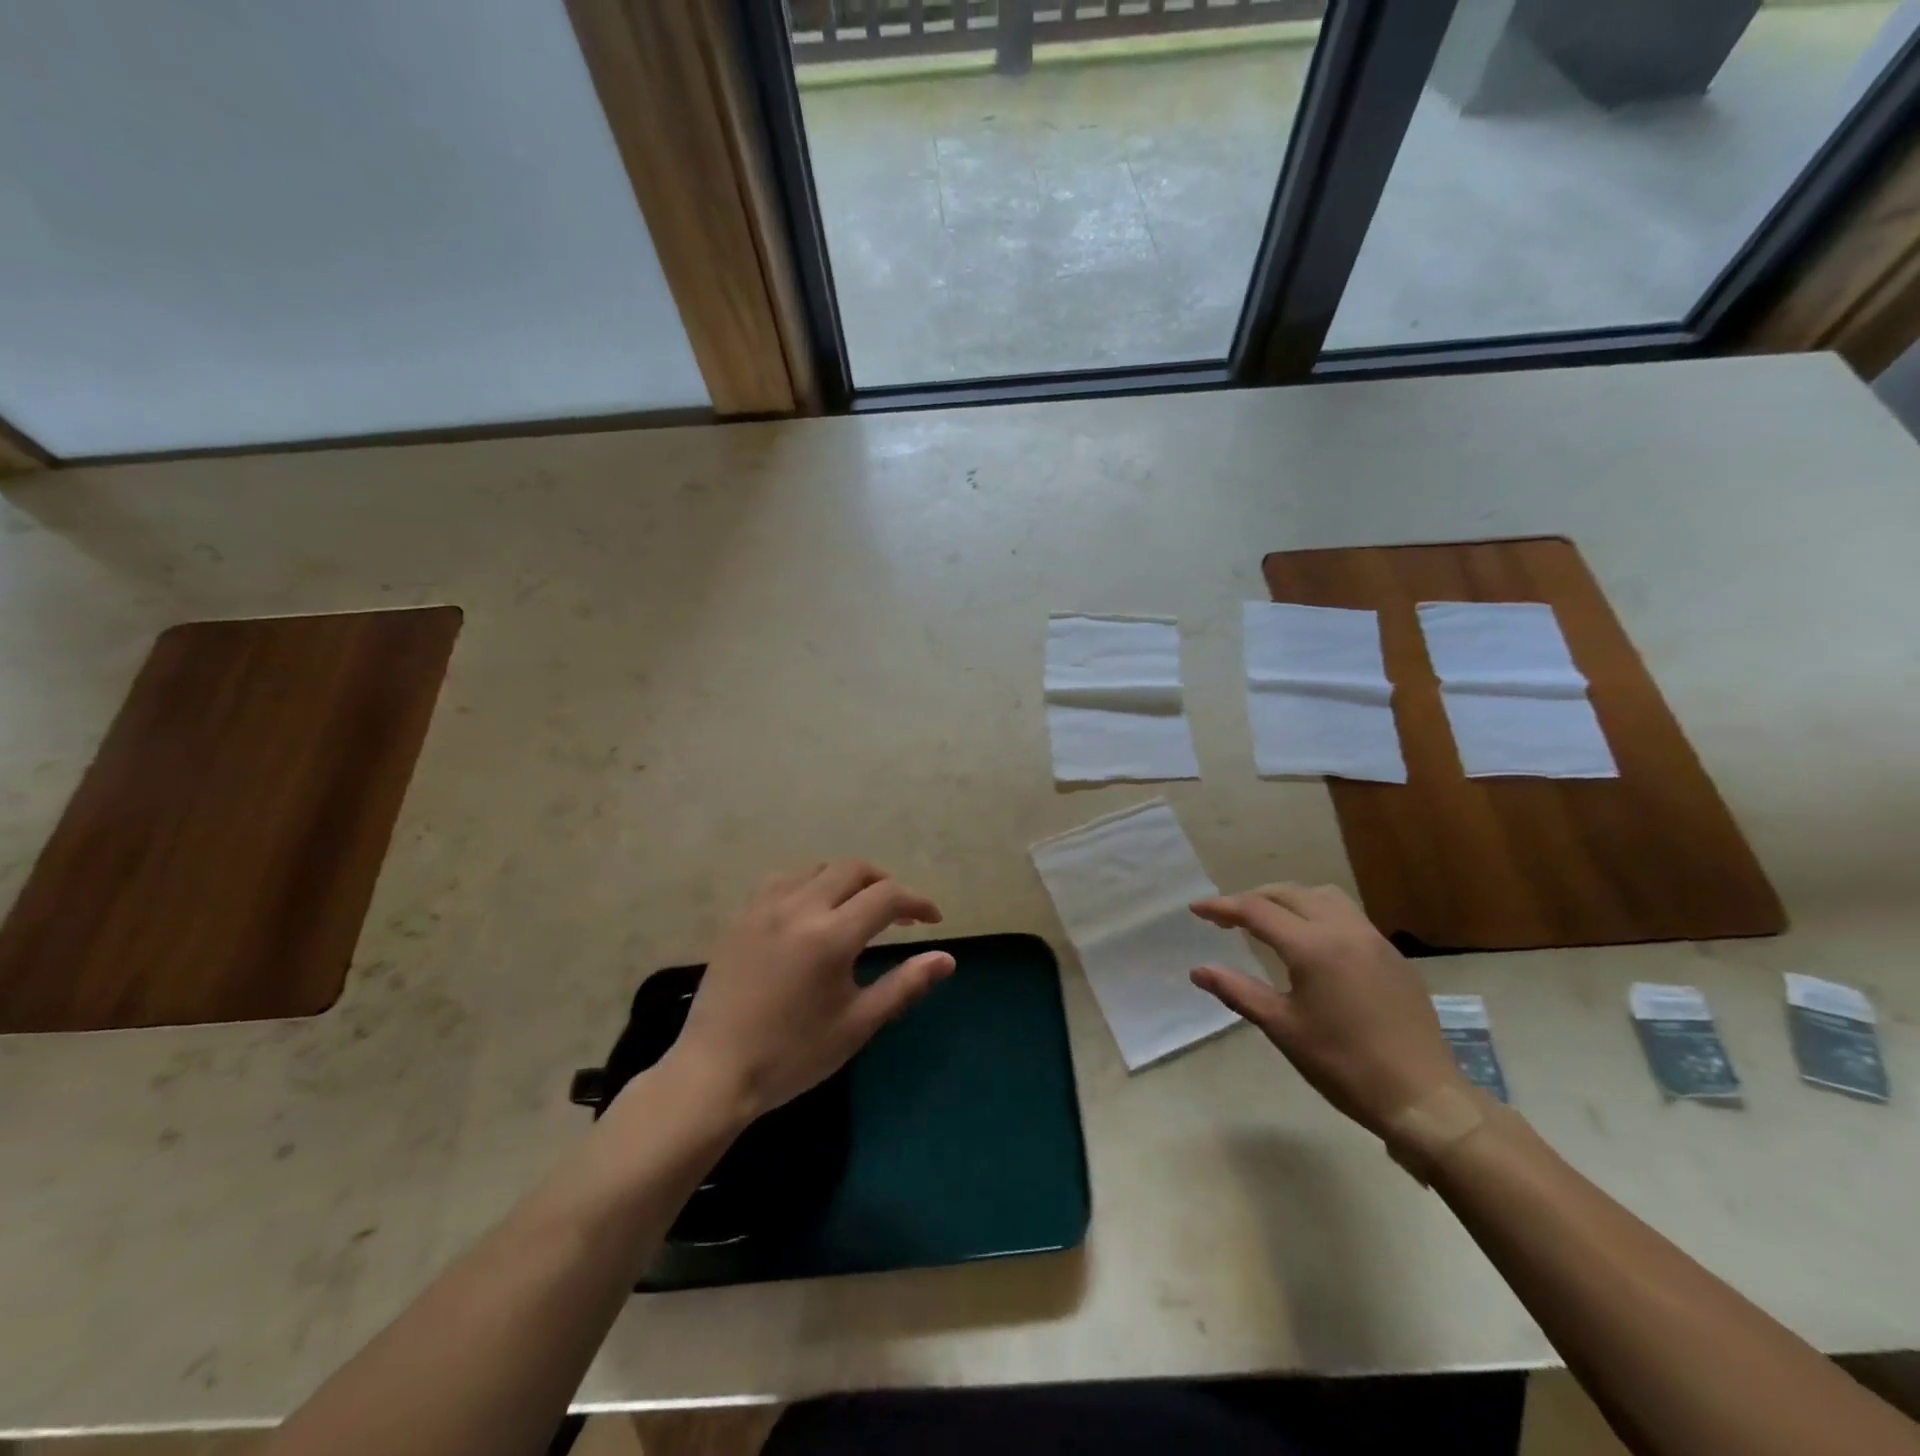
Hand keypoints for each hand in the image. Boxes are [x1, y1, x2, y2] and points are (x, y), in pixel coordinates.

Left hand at [665, 860, 953, 1120]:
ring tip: (857, 909)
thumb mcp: (857, 1024)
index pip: (887, 897)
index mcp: (831, 936)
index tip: (932, 921)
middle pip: (854, 869)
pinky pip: (784, 879)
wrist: (715, 1073)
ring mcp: (765, 907)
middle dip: (884, 884)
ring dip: (847, 880)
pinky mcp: (742, 916)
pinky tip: (812, 910)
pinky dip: (810, 883)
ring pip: (818, 868)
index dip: (917, 903)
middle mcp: (799, 908)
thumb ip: (904, 985)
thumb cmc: (793, 1055)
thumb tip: (947, 959)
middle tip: (898, 915)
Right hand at [1188, 883, 1465, 1138]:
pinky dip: (1318, 914)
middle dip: (1253, 899)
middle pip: (1289, 893)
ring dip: (1289, 900)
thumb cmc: (1343, 1064)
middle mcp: (1344, 930)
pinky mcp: (1392, 956)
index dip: (1222, 907)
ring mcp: (1373, 940)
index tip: (1196, 909)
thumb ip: (1237, 991)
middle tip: (1227, 918)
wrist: (1423, 1097)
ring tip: (1269, 922)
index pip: (1257, 910)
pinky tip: (1312, 945)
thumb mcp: (1282, 1027)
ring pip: (1323, 896)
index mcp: (1313, 946)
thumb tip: (1198, 970)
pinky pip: (1347, 916)